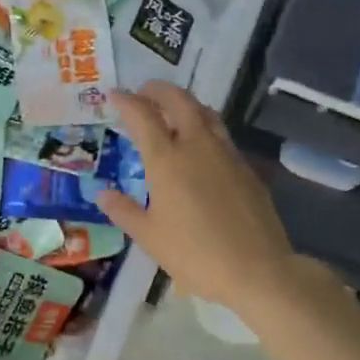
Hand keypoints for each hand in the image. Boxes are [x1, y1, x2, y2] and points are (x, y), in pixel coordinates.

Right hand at [95, 81, 304, 315]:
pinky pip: (221, 135)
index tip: (115, 95)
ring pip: (205, 113)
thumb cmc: (194, 254)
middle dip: (159, 90)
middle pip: (179, 101)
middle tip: (144, 92)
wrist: (257, 269)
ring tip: (172, 110)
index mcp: (167, 160)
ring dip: (185, 103)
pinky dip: (204, 127)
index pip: (143, 116)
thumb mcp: (149, 237)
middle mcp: (197, 146)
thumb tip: (102, 194)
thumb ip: (123, 211)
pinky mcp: (246, 168)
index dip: (127, 101)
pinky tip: (200, 146)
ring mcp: (226, 155)